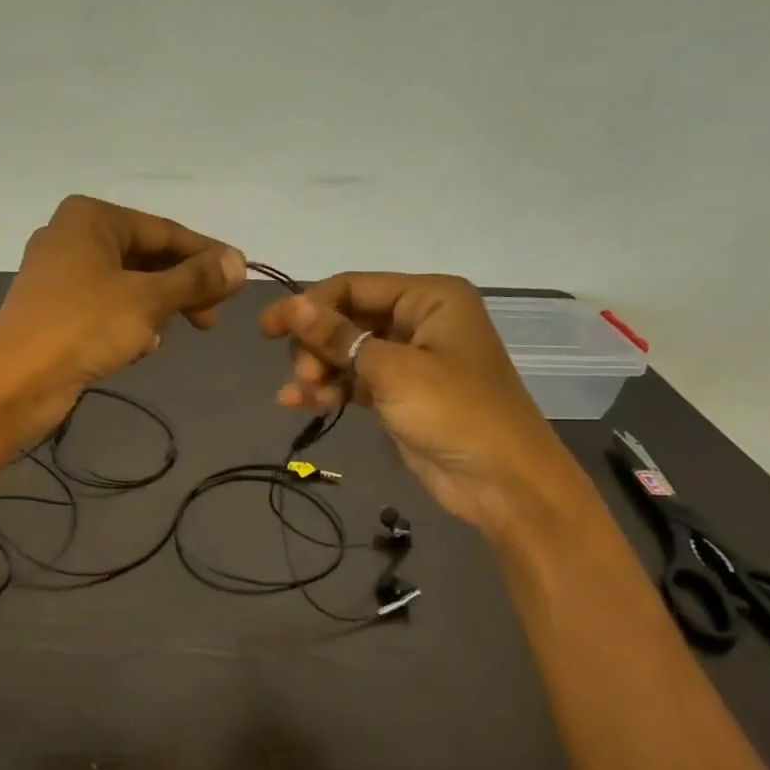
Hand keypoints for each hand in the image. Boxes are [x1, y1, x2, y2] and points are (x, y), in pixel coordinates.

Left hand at [0, 195, 245, 442]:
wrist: (14, 382)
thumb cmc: (83, 327)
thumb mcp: (148, 300)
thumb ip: (196, 279)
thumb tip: (240, 263)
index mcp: (91, 217)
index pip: (164, 230)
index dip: (206, 255)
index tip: (240, 279)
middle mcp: (72, 236)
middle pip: (146, 256)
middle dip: (181, 288)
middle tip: (211, 319)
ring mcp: (59, 274)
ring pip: (127, 284)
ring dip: (155, 309)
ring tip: (165, 336)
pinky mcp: (54, 309)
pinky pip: (106, 307)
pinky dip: (128, 323)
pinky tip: (138, 348)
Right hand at [259, 274, 585, 531]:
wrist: (502, 482)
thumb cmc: (454, 412)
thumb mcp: (392, 370)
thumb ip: (338, 336)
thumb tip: (292, 306)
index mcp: (429, 298)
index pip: (353, 287)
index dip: (308, 306)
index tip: (268, 330)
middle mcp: (419, 320)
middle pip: (345, 318)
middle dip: (316, 345)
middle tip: (304, 376)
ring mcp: (409, 358)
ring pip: (345, 351)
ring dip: (318, 371)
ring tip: (303, 396)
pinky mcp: (400, 392)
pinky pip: (354, 379)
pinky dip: (330, 389)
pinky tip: (301, 404)